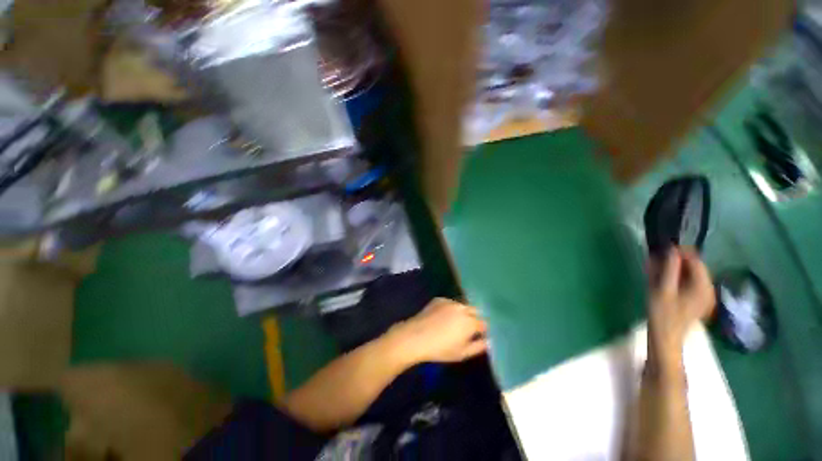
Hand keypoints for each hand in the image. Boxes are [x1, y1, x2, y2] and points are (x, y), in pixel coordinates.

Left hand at [389, 298, 488, 364]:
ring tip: (453, 323)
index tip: (479, 336)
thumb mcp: (462, 353)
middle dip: (474, 319)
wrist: (416, 336)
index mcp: (470, 322)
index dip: (483, 330)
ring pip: (462, 306)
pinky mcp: (439, 299)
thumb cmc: (440, 349)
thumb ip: (478, 346)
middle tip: (467, 330)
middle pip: (475, 311)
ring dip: (463, 313)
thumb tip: (488, 341)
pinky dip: (450, 309)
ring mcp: (450, 301)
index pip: (484, 323)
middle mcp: (462, 308)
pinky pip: (450, 303)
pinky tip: (442, 318)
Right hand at [647, 248, 714, 369]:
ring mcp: (705, 295)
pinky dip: (677, 278)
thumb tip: (672, 249)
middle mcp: (708, 289)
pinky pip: (690, 282)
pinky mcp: (698, 300)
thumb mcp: (662, 289)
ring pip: (691, 274)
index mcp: (703, 286)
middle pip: (694, 267)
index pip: (696, 260)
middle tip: (656, 259)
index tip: (663, 248)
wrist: (666, 337)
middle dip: (676, 261)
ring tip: (656, 268)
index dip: (680, 252)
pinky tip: (664, 279)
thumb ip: (669, 269)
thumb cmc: (663, 313)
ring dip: (675, 269)